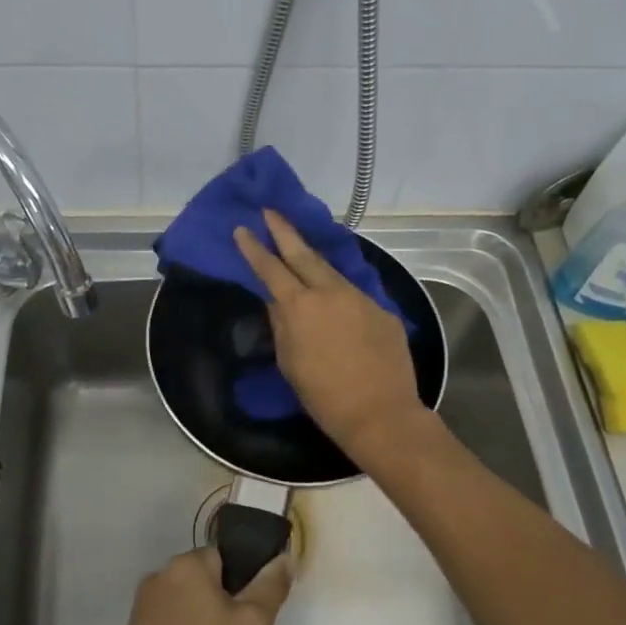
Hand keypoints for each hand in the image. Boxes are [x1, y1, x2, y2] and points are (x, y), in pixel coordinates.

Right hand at [233, 209, 425, 456]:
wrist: (380, 413)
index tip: (242, 229)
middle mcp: (330, 292)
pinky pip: (355, 294)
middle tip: (270, 211)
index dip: (254, 249)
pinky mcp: (382, 310)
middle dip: (284, 231)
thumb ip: (282, 324)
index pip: (270, 269)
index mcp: (300, 307)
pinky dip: (340, 293)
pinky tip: (336, 301)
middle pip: (303, 254)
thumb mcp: (289, 361)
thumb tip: (277, 301)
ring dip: (313, 259)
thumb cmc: (323, 396)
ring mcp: (360, 297)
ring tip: (300, 248)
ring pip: (331, 271)